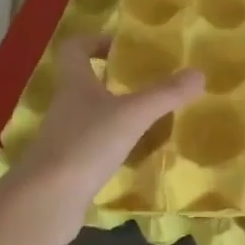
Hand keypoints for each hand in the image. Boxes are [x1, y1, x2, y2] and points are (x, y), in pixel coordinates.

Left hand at [6, 34, 204, 244]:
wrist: (45, 203)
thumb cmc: (85, 146)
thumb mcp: (132, 115)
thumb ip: (166, 94)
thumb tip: (199, 73)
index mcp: (74, 84)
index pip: (74, 48)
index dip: (95, 41)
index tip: (123, 48)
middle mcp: (66, 107)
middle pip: (86, 83)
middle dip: (115, 80)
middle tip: (149, 83)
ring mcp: (65, 140)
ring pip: (93, 117)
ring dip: (118, 115)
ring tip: (152, 118)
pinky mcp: (69, 168)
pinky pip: (95, 149)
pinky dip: (116, 148)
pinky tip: (139, 155)